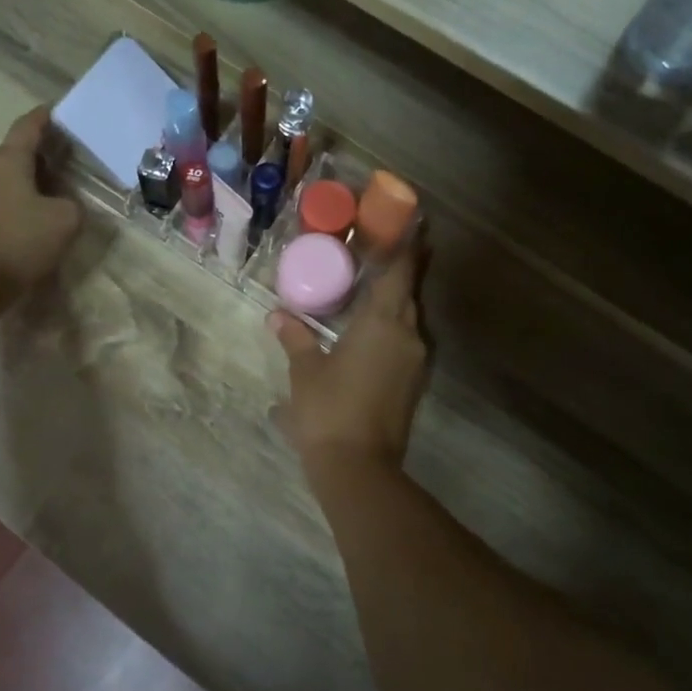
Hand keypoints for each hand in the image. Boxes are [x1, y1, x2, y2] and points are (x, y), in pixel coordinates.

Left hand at [0, 106, 82, 308]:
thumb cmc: (21, 240)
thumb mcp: (66, 220)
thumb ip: (74, 204)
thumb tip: (65, 204)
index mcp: (8, 159)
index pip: (28, 126)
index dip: (46, 116)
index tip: (61, 110)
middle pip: (18, 150)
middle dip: (44, 150)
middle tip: (71, 154)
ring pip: (10, 174)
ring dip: (33, 175)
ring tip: (59, 184)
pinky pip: (3, 195)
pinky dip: (23, 195)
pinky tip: (40, 210)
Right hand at [271, 242, 428, 478]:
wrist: (358, 468)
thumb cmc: (328, 410)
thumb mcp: (305, 371)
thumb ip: (295, 338)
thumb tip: (277, 316)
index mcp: (382, 323)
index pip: (400, 273)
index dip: (406, 246)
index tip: (411, 222)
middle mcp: (407, 336)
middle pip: (409, 292)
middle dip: (402, 269)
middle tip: (385, 248)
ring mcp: (414, 362)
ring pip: (409, 318)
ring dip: (396, 299)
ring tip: (374, 284)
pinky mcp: (413, 383)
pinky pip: (405, 340)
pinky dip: (393, 326)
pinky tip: (371, 328)